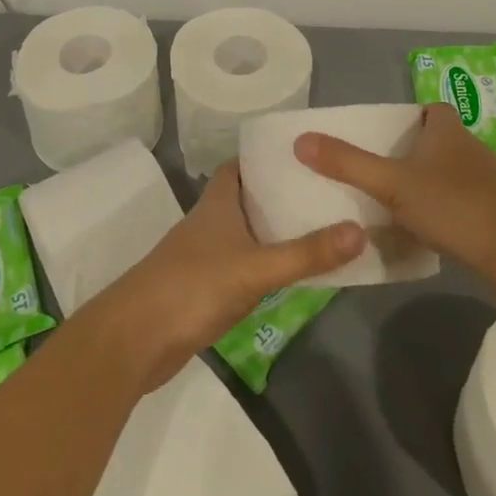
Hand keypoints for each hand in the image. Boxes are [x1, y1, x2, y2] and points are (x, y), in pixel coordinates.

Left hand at [93, 163, 363, 392]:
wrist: (135, 340)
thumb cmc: (192, 287)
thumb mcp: (255, 268)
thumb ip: (305, 253)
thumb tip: (360, 231)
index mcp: (218, 202)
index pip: (244, 164)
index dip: (271, 158)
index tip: (310, 156)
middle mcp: (212, 221)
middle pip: (251, 198)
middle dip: (284, 195)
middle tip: (329, 192)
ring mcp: (208, 255)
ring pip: (249, 232)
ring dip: (278, 230)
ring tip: (324, 227)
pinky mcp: (207, 287)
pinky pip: (246, 264)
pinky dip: (268, 263)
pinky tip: (295, 272)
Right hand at [294, 103, 495, 283]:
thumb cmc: (455, 205)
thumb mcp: (392, 184)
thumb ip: (347, 163)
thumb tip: (301, 140)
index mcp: (447, 130)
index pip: (431, 110)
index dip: (410, 118)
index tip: (384, 137)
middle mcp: (469, 148)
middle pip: (437, 142)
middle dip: (412, 153)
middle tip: (378, 170)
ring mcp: (487, 182)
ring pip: (449, 174)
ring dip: (427, 183)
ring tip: (394, 202)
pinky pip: (461, 202)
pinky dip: (444, 210)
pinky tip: (426, 231)